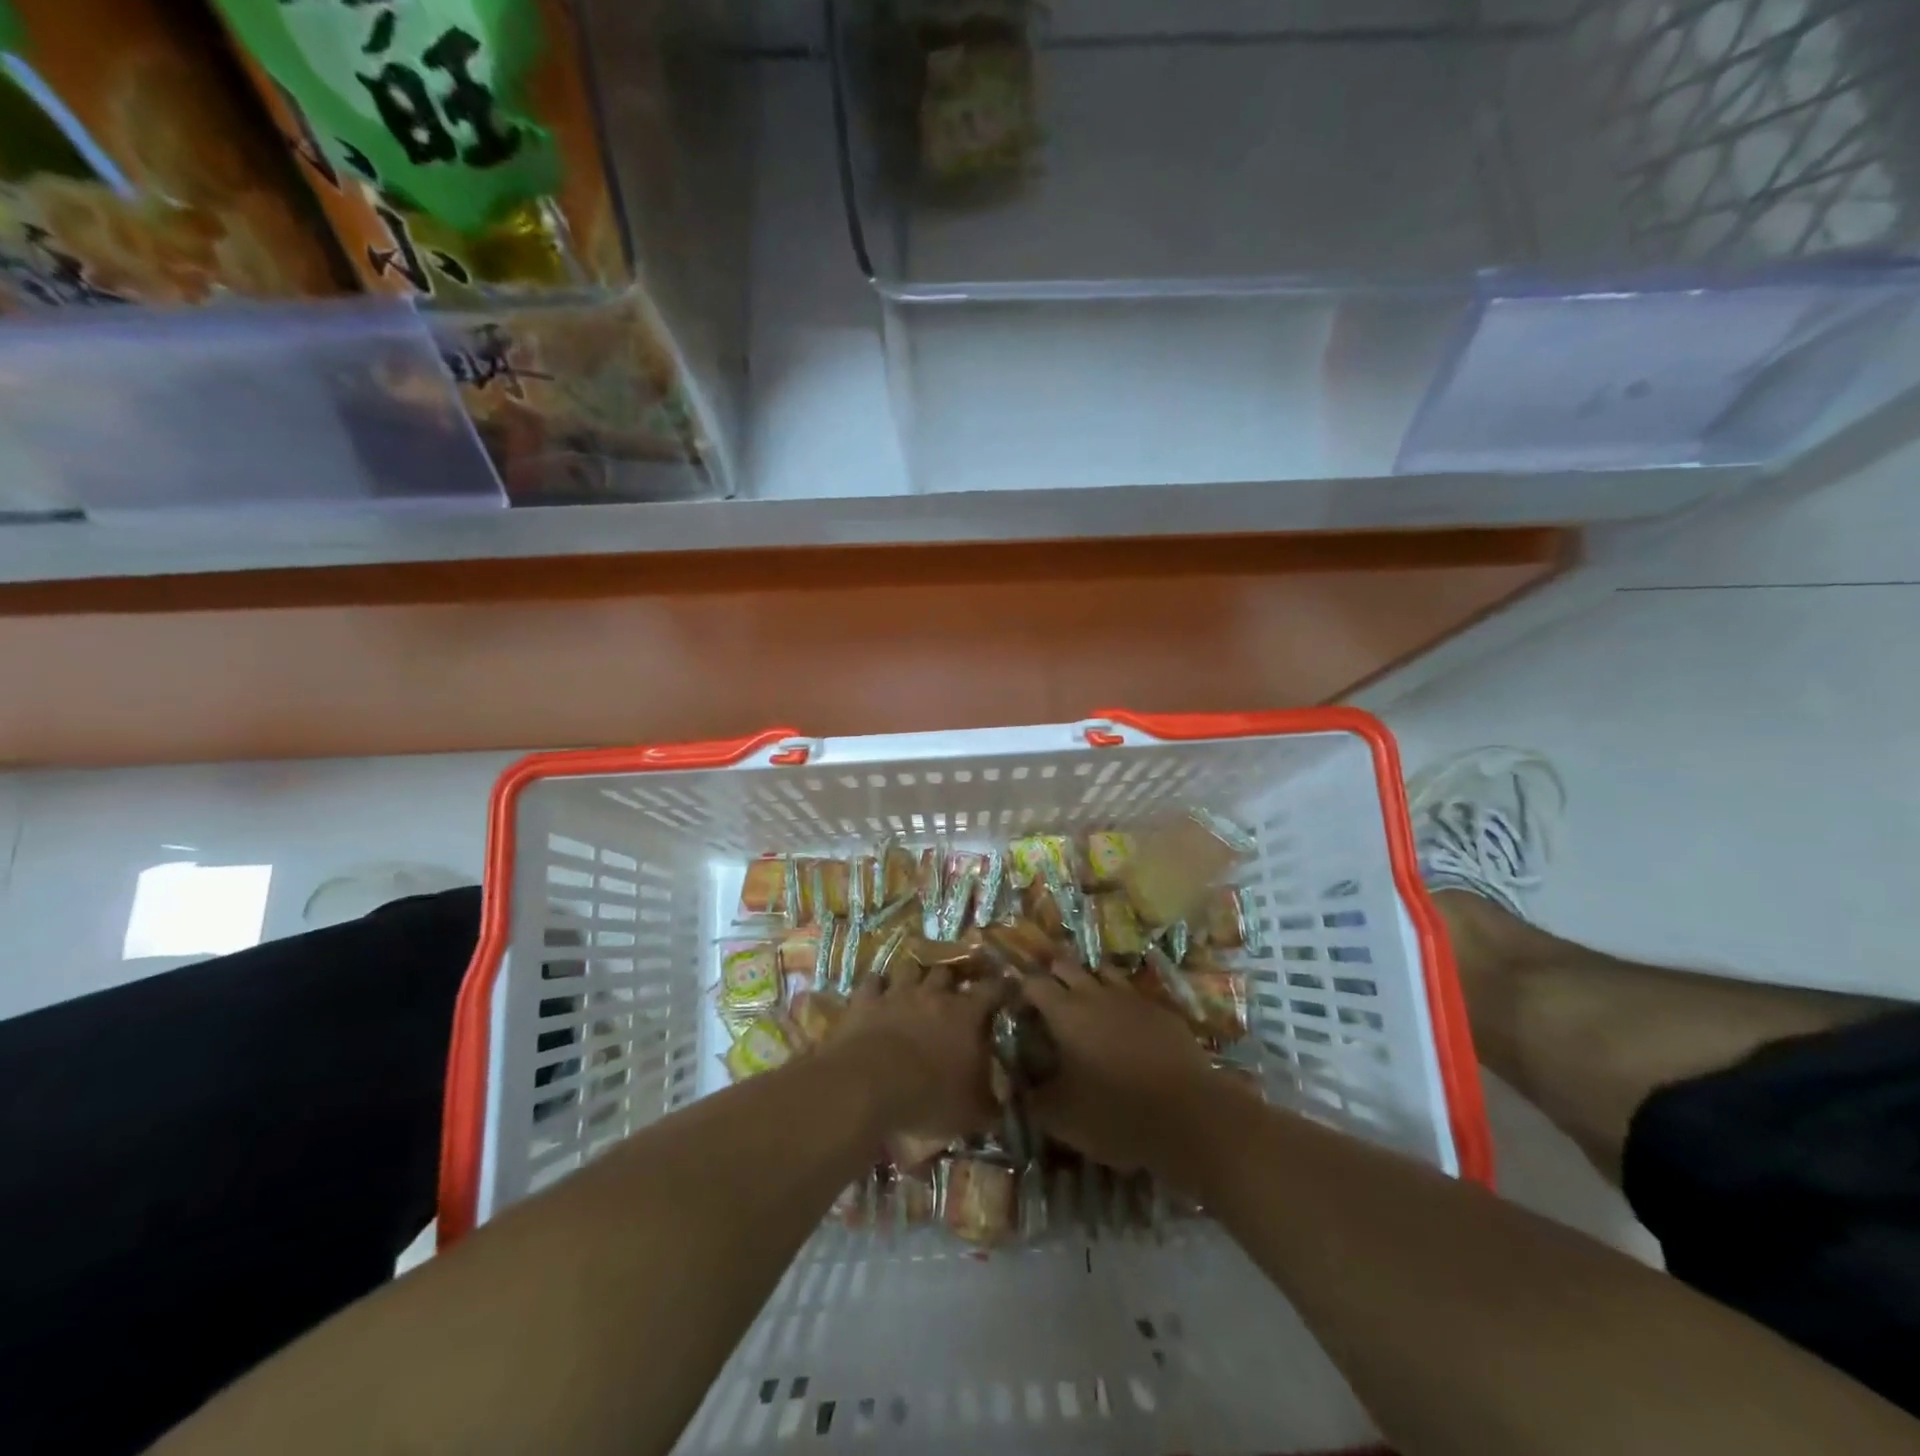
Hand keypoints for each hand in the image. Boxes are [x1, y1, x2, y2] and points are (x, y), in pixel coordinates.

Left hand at [831, 960, 1007, 1144]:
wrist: (869, 1085)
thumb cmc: (930, 1096)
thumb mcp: (972, 1113)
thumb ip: (991, 1104)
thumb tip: (1001, 1105)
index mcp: (967, 1014)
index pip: (993, 989)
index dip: (1002, 987)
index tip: (1007, 988)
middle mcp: (934, 994)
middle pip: (947, 971)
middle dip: (951, 979)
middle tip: (953, 992)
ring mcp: (897, 993)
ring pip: (910, 968)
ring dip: (914, 977)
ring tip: (915, 987)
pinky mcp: (865, 1001)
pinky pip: (873, 982)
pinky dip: (877, 987)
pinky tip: (877, 995)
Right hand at [1023, 959, 1218, 1173]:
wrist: (1189, 1115)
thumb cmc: (1116, 1113)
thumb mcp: (1061, 1118)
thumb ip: (1032, 1100)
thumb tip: (1017, 1089)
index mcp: (1065, 1013)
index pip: (1033, 983)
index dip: (1021, 990)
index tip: (1017, 1007)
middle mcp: (1096, 994)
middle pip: (1067, 966)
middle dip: (1053, 975)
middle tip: (1047, 998)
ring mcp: (1132, 998)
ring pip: (1103, 972)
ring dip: (1089, 981)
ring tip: (1085, 1002)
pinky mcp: (1162, 1011)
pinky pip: (1134, 994)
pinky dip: (1122, 1002)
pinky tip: (1124, 1023)